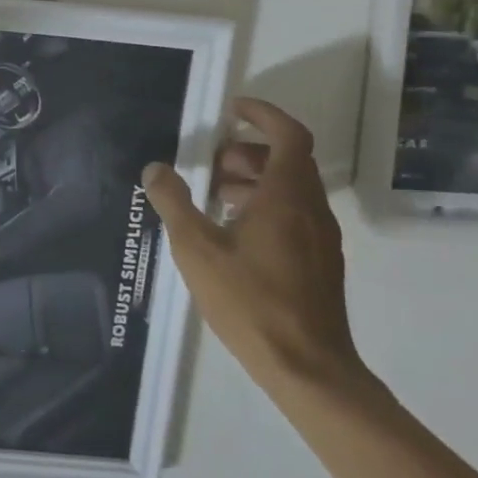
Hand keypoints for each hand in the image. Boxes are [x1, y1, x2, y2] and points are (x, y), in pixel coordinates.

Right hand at [141, 98, 362, 393]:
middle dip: (249, 150)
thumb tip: (155, 168)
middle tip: (212, 161)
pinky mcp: (321, 263)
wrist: (308, 368)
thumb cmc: (250, 301)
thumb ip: (173, 203)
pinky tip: (234, 233)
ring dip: (256, 179)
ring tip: (215, 196)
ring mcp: (321, 238)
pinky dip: (266, 205)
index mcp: (286, 196)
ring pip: (292, 189)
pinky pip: (295, 214)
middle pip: (289, 160)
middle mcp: (311, 209)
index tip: (232, 109)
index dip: (263, 114)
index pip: (288, 135)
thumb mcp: (196, 248)